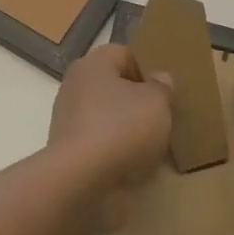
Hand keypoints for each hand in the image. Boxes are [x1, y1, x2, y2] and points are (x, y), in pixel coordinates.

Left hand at [49, 45, 172, 232]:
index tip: (165, 92)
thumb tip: (159, 79)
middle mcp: (75, 86)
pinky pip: (99, 143)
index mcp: (92, 64)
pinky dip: (115, 152)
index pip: (124, 54)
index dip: (147, 69)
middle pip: (114, 87)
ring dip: (128, 129)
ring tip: (153, 146)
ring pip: (107, 116)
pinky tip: (134, 166)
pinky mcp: (68, 150)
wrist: (81, 180)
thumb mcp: (157, 103)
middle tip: (162, 117)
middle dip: (138, 101)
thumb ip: (162, 87)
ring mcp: (68, 119)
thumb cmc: (121, 128)